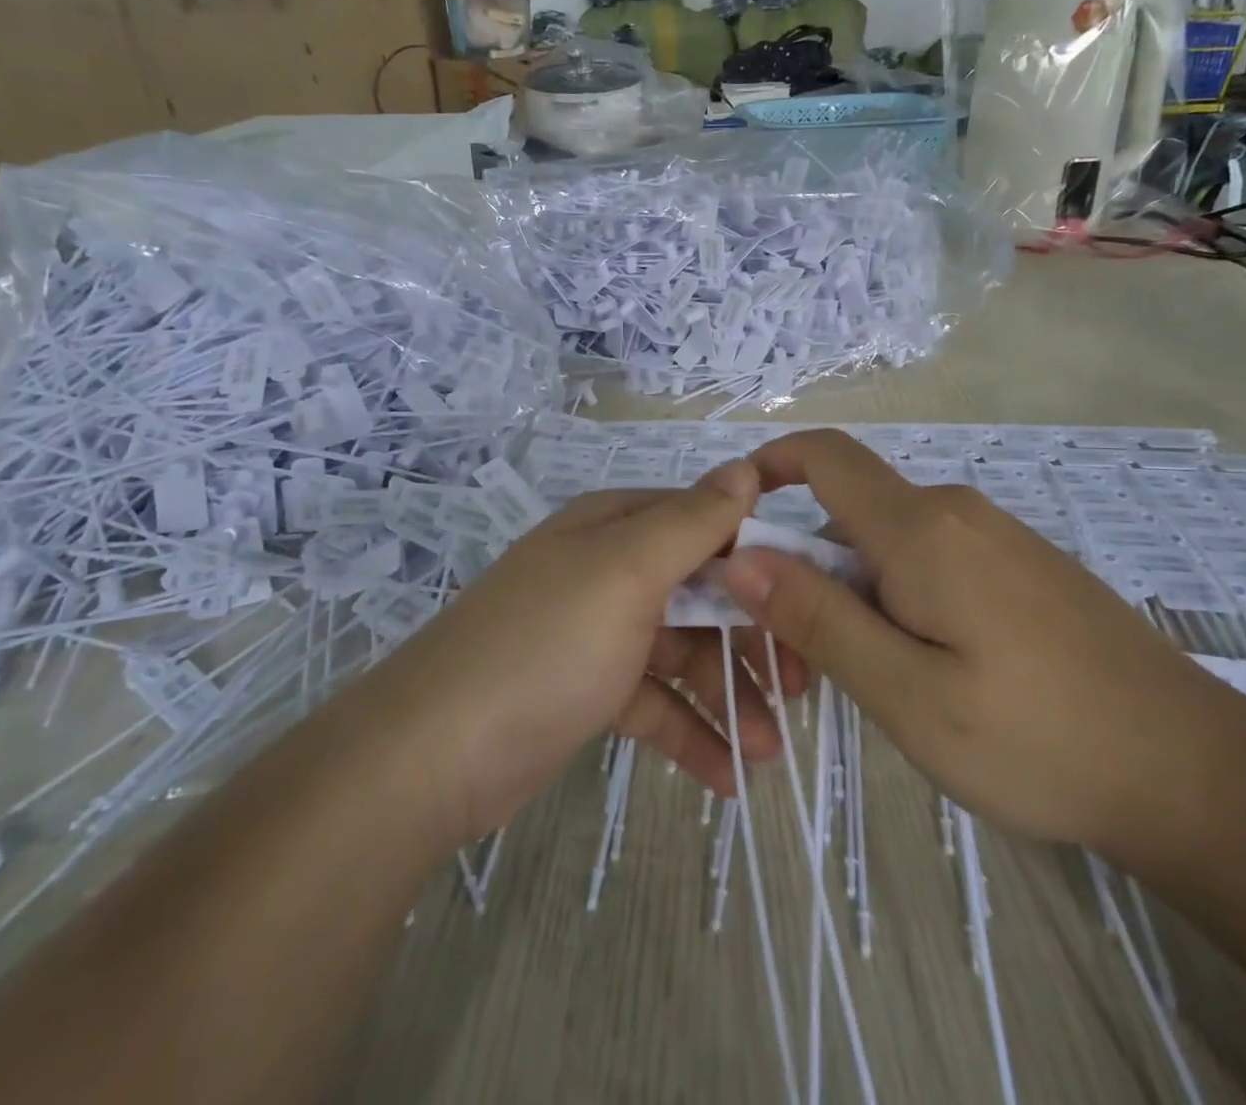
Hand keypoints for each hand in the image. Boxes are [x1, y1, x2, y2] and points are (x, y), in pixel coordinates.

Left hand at [365, 462, 805, 844]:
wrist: (433, 754)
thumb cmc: (544, 647)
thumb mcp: (625, 573)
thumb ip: (691, 522)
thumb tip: (746, 469)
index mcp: (615, 527)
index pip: (706, 525)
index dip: (761, 561)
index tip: (812, 603)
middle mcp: (607, 569)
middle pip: (700, 593)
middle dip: (751, 640)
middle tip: (802, 689)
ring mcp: (597, 632)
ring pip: (682, 652)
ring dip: (727, 697)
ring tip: (770, 752)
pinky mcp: (588, 691)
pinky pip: (654, 703)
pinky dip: (690, 733)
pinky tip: (727, 777)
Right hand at [721, 429, 1229, 850]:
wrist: (1197, 773)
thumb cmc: (1038, 738)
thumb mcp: (907, 693)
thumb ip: (819, 618)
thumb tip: (741, 557)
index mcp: (921, 529)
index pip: (825, 456)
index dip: (769, 466)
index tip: (732, 520)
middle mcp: (955, 512)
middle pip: (849, 511)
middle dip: (808, 567)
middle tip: (803, 658)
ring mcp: (995, 536)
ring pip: (890, 541)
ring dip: (856, 591)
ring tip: (874, 678)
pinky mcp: (1021, 565)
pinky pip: (932, 559)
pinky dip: (900, 596)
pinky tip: (933, 670)